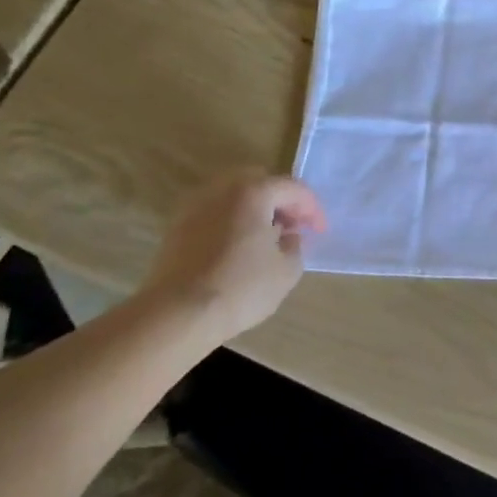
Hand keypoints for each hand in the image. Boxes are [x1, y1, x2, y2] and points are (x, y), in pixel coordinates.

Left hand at [139, 170, 326, 338]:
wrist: (177, 314)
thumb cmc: (240, 287)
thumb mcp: (287, 270)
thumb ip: (295, 245)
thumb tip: (287, 236)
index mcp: (253, 191)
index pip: (293, 188)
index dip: (312, 209)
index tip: (319, 232)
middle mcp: (222, 189)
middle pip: (260, 182)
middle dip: (281, 201)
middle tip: (293, 226)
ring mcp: (194, 206)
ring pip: (234, 196)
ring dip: (255, 210)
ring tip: (265, 238)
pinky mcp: (177, 228)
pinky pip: (215, 213)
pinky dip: (232, 221)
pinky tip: (239, 248)